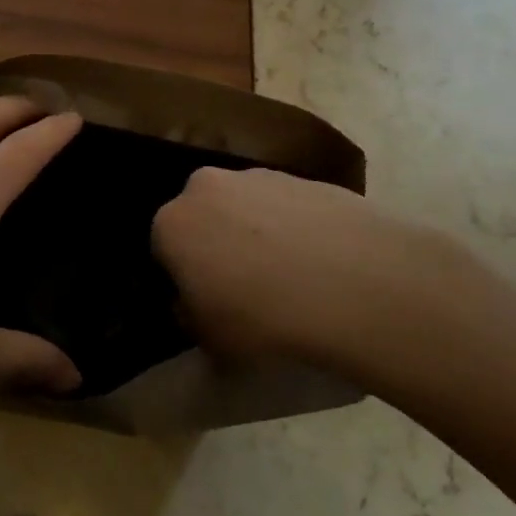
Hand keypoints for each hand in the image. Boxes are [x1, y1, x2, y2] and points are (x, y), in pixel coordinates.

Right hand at [151, 167, 515, 390]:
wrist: (352, 281)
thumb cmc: (263, 316)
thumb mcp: (211, 339)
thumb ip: (190, 317)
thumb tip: (193, 305)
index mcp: (172, 223)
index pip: (163, 250)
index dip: (183, 279)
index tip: (206, 304)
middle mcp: (206, 186)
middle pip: (204, 218)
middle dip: (216, 246)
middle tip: (245, 287)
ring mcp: (258, 175)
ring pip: (245, 207)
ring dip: (256, 233)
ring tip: (289, 276)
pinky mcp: (303, 176)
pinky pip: (286, 206)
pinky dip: (294, 227)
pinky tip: (319, 263)